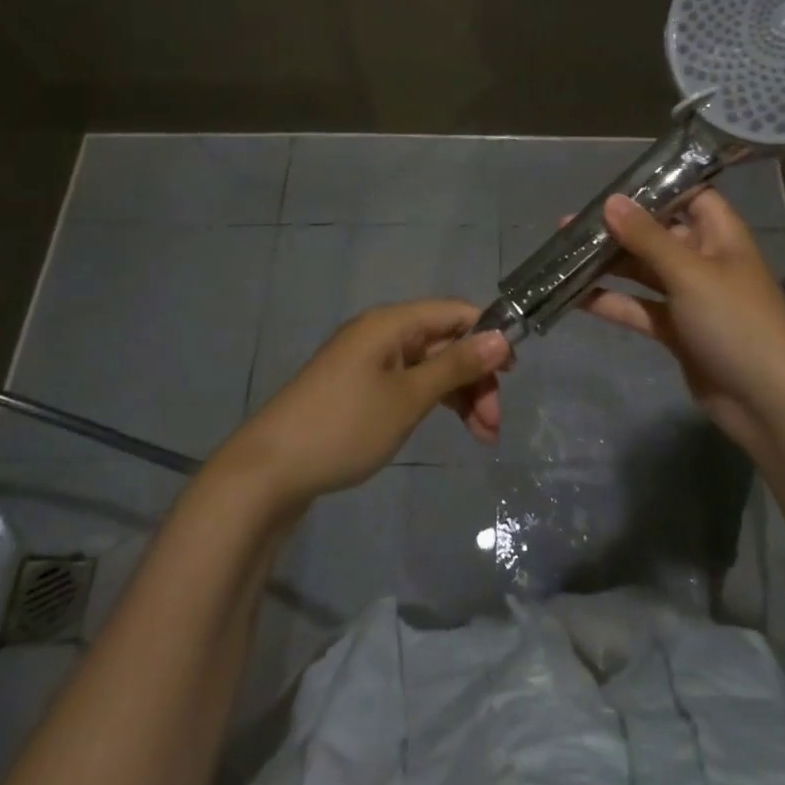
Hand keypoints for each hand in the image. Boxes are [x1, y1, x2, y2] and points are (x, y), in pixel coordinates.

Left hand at [220, 300, 512, 511]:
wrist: (270, 471)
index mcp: (392, 323)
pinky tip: (451, 426)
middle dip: (476, 378)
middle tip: (494, 425)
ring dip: (460, 395)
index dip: (489, 336)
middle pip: (445, 342)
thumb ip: (457, 366)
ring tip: (483, 437)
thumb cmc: (345, 427)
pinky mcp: (361, 388)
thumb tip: (502, 337)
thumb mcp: (409, 398)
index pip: (455, 312)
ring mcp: (370, 361)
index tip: (514, 374)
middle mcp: (383, 333)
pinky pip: (410, 382)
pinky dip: (434, 401)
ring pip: (431, 366)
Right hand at [583, 191, 784, 462]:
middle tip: (570, 223)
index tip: (612, 186)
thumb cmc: (737, 323)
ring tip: (564, 253)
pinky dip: (612, 302)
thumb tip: (611, 200)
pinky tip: (575, 296)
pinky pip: (639, 308)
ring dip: (609, 264)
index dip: (656, 188)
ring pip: (644, 271)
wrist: (770, 403)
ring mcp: (690, 298)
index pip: (690, 196)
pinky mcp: (677, 331)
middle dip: (618, 228)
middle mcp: (705, 260)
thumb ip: (647, 237)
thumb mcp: (690, 273)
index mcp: (721, 236)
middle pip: (658, 234)